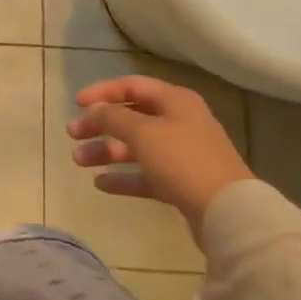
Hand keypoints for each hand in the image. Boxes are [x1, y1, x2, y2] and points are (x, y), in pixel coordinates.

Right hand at [68, 76, 253, 227]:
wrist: (228, 213)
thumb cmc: (182, 160)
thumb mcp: (142, 132)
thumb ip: (112, 117)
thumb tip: (94, 110)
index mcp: (175, 101)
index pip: (131, 86)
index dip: (102, 92)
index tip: (76, 104)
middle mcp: (179, 122)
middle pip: (131, 117)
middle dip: (100, 125)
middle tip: (73, 135)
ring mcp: (181, 154)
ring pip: (136, 147)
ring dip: (107, 151)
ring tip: (79, 161)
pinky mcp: (181, 183)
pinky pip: (145, 175)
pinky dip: (123, 176)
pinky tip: (101, 184)